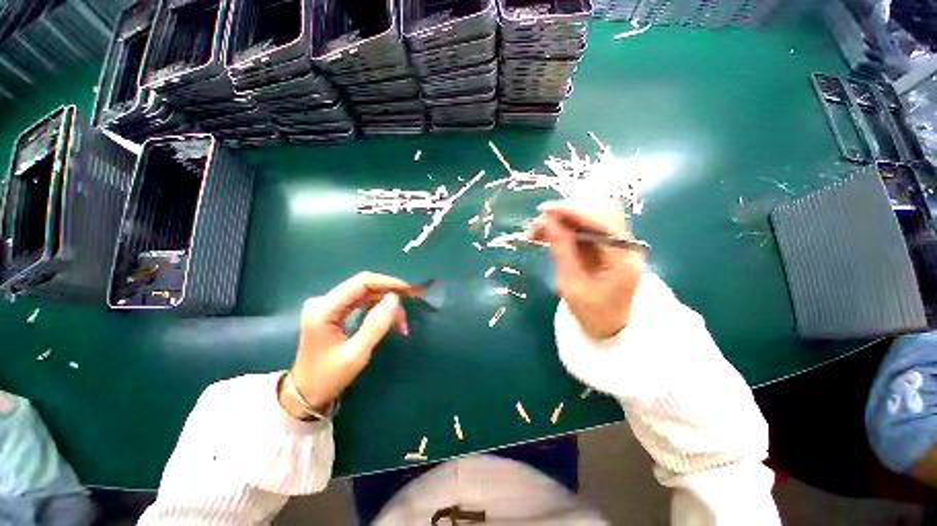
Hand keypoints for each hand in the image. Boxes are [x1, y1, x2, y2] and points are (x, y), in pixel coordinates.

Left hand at [280, 272, 413, 418]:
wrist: (304, 394)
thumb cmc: (328, 377)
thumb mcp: (356, 354)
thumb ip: (376, 325)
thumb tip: (395, 298)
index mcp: (323, 309)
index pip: (361, 282)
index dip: (388, 283)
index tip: (409, 290)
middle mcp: (323, 301)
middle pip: (364, 286)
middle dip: (389, 295)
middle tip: (410, 308)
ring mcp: (327, 305)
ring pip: (365, 294)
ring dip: (386, 304)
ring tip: (402, 322)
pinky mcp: (332, 311)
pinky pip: (361, 301)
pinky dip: (378, 308)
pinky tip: (389, 320)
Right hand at [527, 200, 645, 339]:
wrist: (609, 326)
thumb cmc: (591, 313)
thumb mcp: (571, 285)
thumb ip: (562, 250)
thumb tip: (548, 222)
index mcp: (623, 259)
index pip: (601, 222)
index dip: (572, 211)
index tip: (544, 211)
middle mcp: (626, 245)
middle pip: (598, 212)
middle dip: (564, 213)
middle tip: (536, 224)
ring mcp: (618, 242)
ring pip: (590, 216)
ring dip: (562, 219)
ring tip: (536, 230)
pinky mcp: (607, 244)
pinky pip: (585, 226)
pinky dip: (564, 227)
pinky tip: (546, 233)